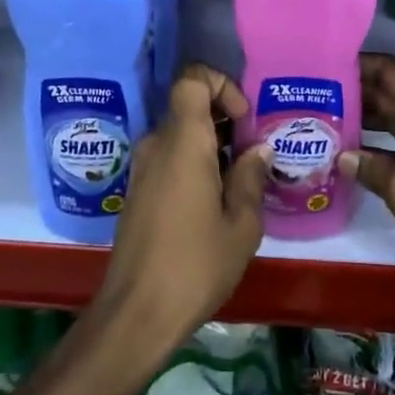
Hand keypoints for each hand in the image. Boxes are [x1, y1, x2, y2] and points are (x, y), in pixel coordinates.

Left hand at [90, 65, 272, 357]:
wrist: (136, 314)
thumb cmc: (195, 265)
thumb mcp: (241, 226)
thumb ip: (250, 178)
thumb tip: (257, 150)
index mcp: (183, 141)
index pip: (192, 79)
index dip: (221, 84)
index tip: (244, 120)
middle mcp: (157, 144)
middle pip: (189, 107)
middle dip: (224, 121)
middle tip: (252, 157)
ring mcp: (142, 168)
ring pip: (180, 135)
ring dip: (210, 147)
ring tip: (239, 184)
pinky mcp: (137, 191)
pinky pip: (169, 158)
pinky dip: (193, 165)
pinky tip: (213, 204)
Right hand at [344, 53, 394, 291]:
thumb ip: (372, 169)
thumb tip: (342, 154)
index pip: (389, 71)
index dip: (358, 63)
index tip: (321, 63)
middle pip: (390, 94)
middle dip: (354, 92)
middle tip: (312, 96)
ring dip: (365, 121)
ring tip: (323, 123)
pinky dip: (380, 149)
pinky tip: (353, 159)